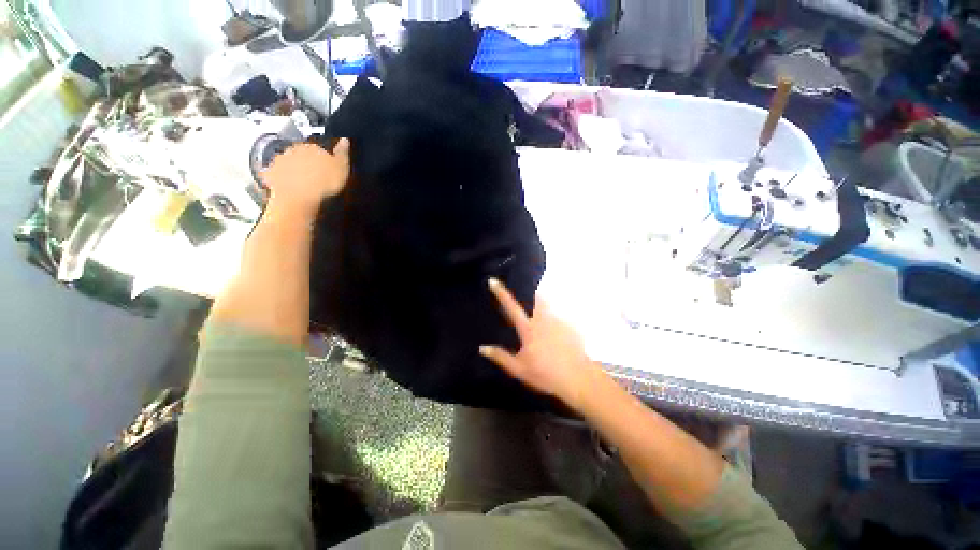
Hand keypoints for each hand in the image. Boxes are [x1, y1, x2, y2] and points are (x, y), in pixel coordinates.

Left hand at [260, 139, 350, 219]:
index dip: (323, 158)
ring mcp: (280, 161)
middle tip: (316, 176)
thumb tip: (344, 140)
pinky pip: (276, 174)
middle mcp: (293, 150)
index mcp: (312, 147)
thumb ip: (342, 153)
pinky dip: (281, 179)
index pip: (318, 148)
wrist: (300, 196)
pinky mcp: (271, 174)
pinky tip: (289, 187)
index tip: (327, 168)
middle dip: (307, 162)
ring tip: (303, 183)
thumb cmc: (324, 182)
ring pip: (288, 162)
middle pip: (301, 154)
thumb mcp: (342, 168)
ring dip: (293, 169)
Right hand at [480, 278, 602, 411]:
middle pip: (536, 298)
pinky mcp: (570, 326)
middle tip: (526, 299)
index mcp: (528, 329)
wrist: (578, 379)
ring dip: (542, 306)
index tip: (493, 281)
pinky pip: (559, 316)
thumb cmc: (546, 374)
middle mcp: (543, 320)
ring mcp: (558, 321)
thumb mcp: (519, 369)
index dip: (501, 293)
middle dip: (530, 294)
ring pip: (548, 306)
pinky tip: (556, 336)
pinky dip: (554, 320)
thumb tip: (482, 348)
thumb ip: (500, 357)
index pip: (511, 307)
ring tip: (542, 321)